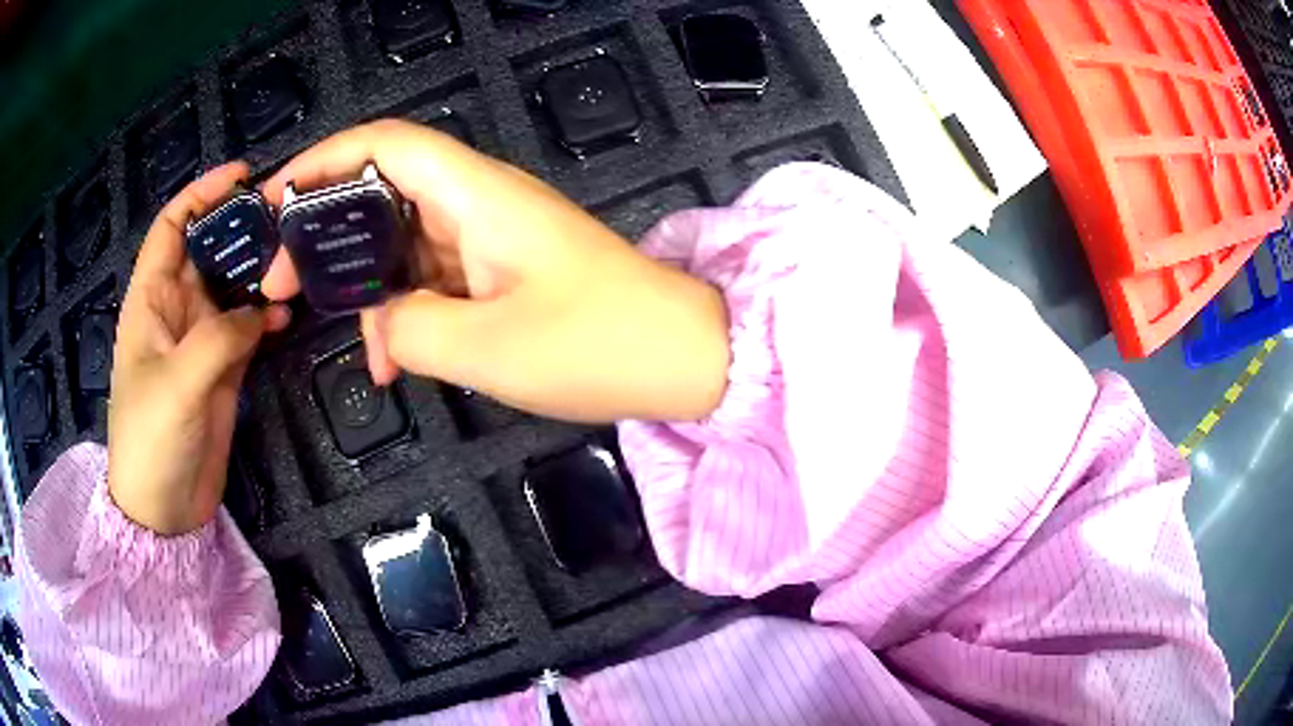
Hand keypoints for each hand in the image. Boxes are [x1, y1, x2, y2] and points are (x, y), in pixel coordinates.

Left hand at [108, 163, 290, 534]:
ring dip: (258, 273)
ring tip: (293, 262)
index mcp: (151, 300)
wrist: (163, 509)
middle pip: (208, 251)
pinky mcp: (222, 371)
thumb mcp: (177, 383)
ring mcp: (200, 342)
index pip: (171, 227)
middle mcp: (175, 311)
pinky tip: (286, 317)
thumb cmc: (151, 440)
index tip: (241, 175)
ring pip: (232, 288)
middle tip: (284, 218)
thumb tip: (261, 310)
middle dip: (240, 229)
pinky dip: (266, 318)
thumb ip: (218, 338)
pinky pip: (247, 329)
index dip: (201, 194)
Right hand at [261, 120, 728, 422]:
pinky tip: (391, 361)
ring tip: (344, 340)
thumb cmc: (597, 345)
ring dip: (365, 288)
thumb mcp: (487, 349)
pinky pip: (432, 279)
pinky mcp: (500, 271)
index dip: (321, 160)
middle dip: (325, 232)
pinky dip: (404, 313)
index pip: (383, 144)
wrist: (683, 358)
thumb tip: (381, 321)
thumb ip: (409, 329)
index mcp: (475, 194)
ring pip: (401, 243)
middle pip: (381, 191)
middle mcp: (478, 202)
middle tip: (282, 284)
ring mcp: (489, 237)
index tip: (272, 201)